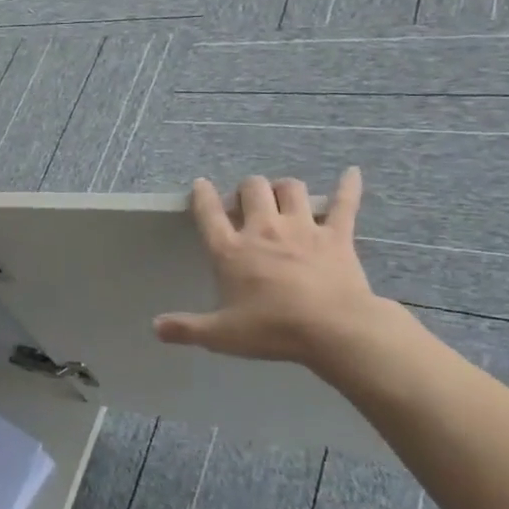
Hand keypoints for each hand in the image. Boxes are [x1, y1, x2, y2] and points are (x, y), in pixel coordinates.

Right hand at [152, 169, 390, 368]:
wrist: (334, 330)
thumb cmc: (272, 330)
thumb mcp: (221, 335)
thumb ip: (186, 328)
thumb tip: (156, 327)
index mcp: (231, 250)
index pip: (209, 212)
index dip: (202, 195)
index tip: (201, 185)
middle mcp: (263, 230)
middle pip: (252, 189)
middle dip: (247, 189)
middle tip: (247, 202)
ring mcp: (302, 228)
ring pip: (291, 189)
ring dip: (283, 188)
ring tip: (282, 196)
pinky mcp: (337, 236)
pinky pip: (344, 203)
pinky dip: (348, 186)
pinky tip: (352, 173)